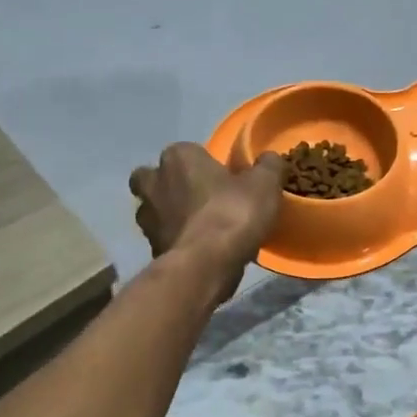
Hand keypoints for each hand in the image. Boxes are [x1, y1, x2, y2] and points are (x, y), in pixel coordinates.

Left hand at [130, 143, 283, 299]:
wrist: (204, 265)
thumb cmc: (232, 214)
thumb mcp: (264, 185)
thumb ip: (268, 166)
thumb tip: (270, 159)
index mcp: (178, 157)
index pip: (188, 151)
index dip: (204, 164)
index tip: (224, 179)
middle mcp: (153, 182)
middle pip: (155, 178)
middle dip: (171, 186)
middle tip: (200, 199)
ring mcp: (147, 218)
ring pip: (154, 210)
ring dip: (170, 216)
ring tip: (200, 228)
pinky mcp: (150, 248)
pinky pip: (163, 238)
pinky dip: (176, 242)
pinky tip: (199, 251)